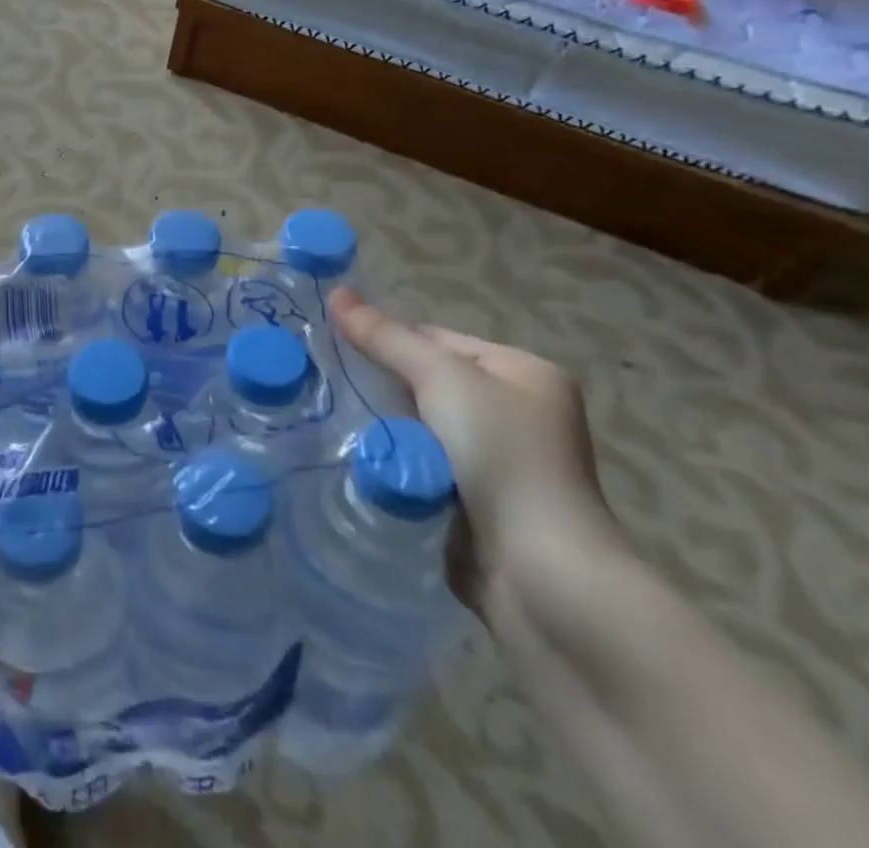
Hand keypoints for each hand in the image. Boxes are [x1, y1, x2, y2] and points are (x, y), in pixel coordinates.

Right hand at [330, 288, 617, 611]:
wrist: (541, 576)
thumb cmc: (501, 456)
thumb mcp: (441, 379)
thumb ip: (386, 337)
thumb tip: (337, 292)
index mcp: (523, 373)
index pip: (437, 339)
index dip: (386, 338)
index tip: (332, 344)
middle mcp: (517, 413)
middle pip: (427, 383)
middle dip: (381, 386)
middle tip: (327, 383)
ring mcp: (500, 463)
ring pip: (419, 428)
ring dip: (385, 429)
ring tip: (332, 421)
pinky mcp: (478, 505)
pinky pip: (422, 467)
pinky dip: (395, 464)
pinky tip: (361, 461)